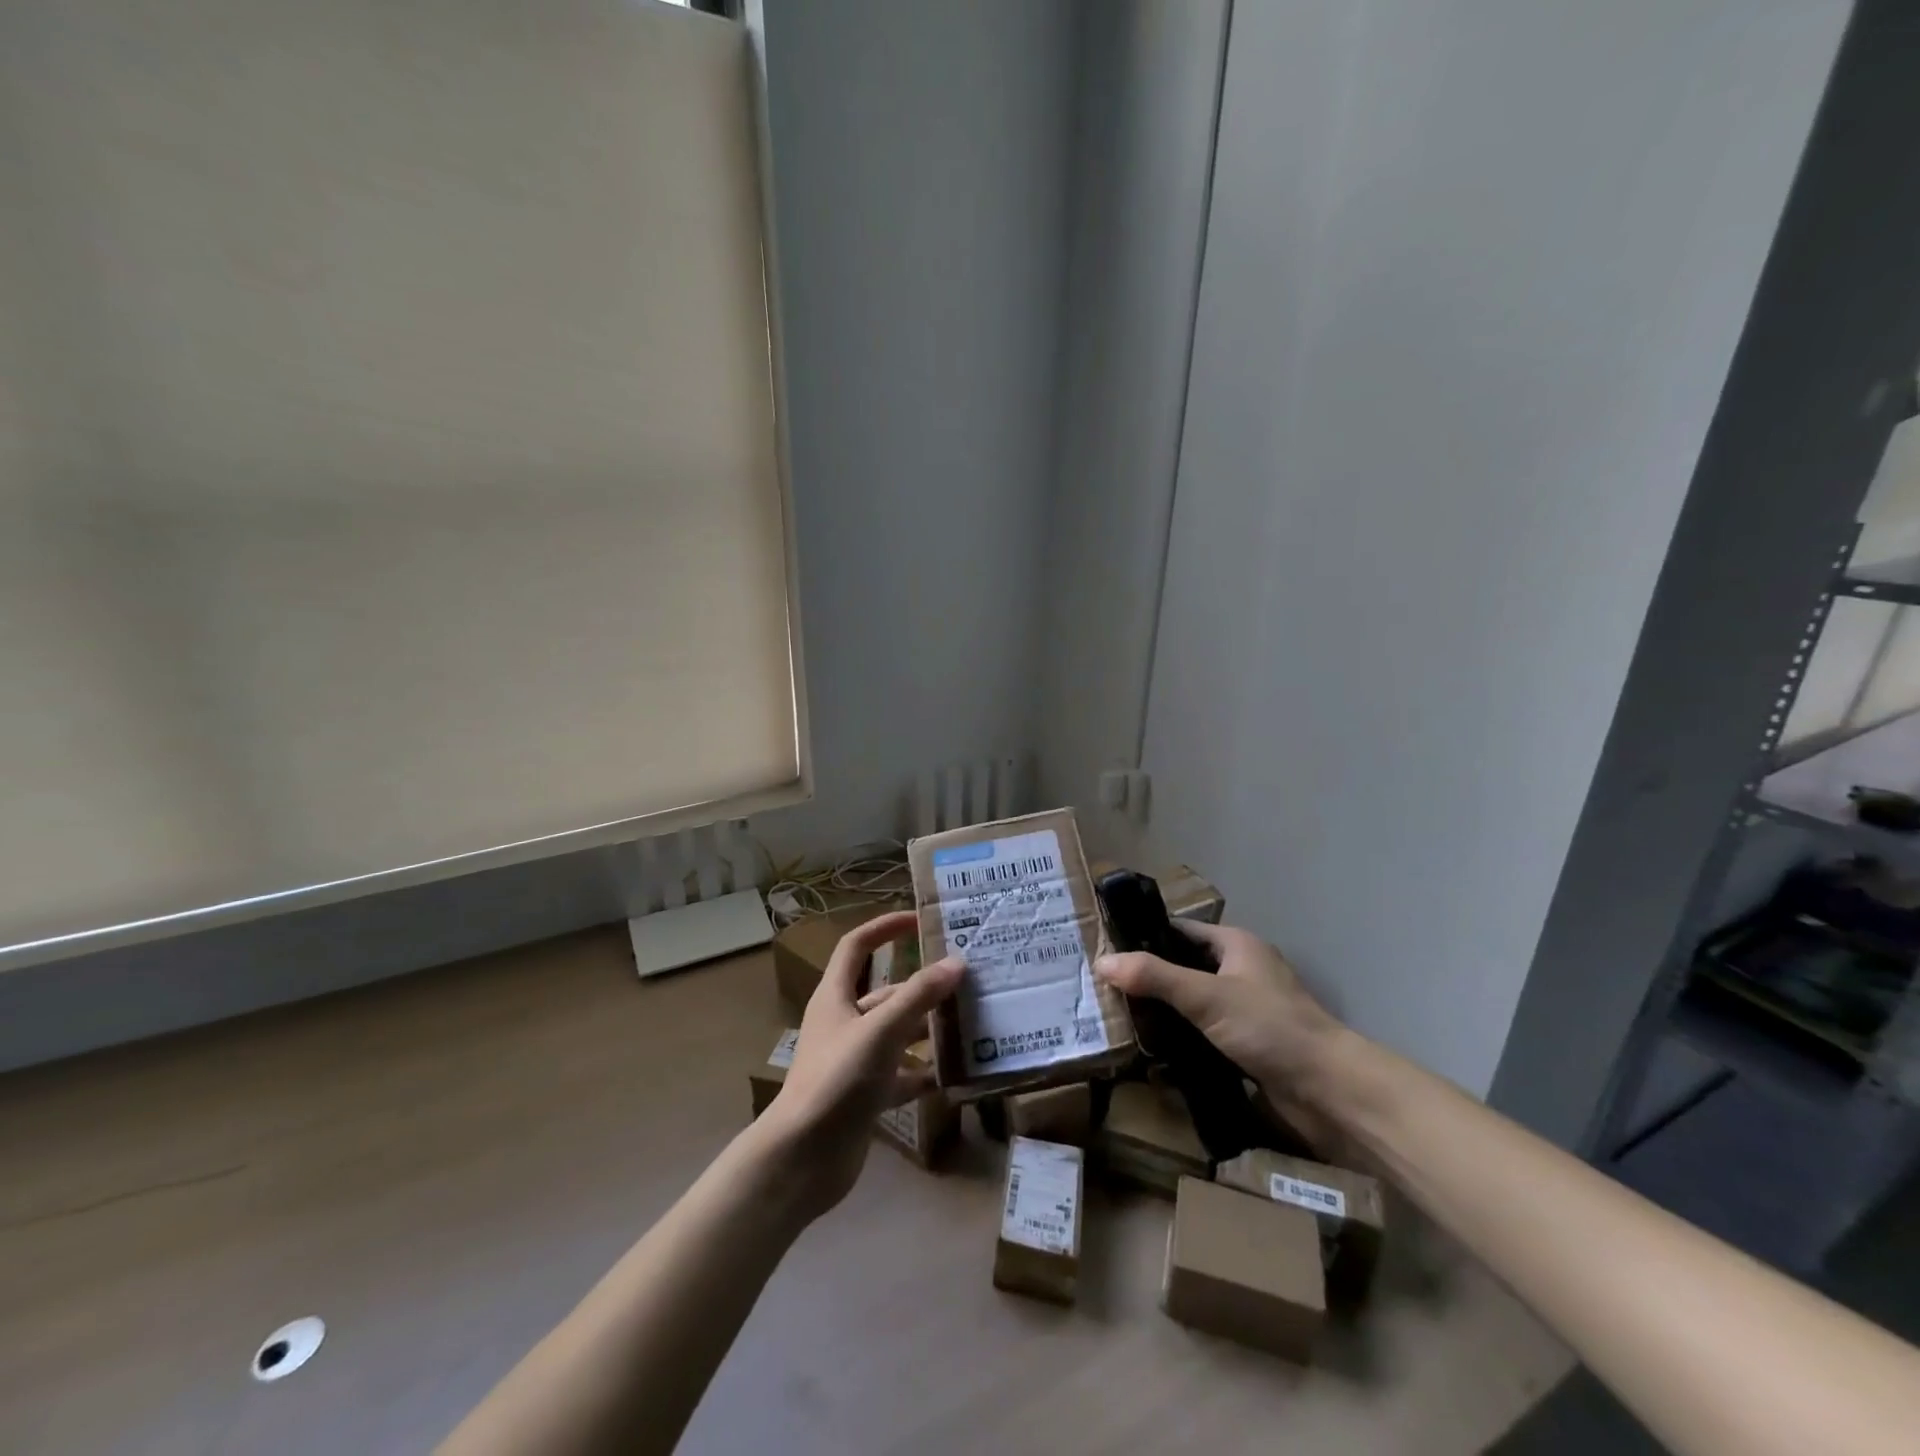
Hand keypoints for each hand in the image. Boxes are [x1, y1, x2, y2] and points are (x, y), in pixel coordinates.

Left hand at [756, 910, 962, 1219]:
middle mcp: (844, 1022)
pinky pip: (901, 1074)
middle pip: (886, 993)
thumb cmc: (836, 1080)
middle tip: (966, 982)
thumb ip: (918, 997)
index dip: (884, 928)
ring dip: (927, 1029)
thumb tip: (957, 962)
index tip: (918, 920)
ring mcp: (854, 1060)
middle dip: (922, 987)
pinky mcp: (864, 1095)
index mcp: (836, 996)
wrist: (802, 1160)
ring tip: (970, 1024)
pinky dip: (924, 1072)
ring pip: (897, 1033)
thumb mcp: (880, 1031)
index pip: (857, 946)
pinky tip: (954, 1073)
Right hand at [1095, 921, 1343, 1125]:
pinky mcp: (1247, 1044)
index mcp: (1235, 945)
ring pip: (1191, 1003)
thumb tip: (1102, 961)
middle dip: (1147, 979)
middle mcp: (1240, 970)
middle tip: (1103, 990)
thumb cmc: (1269, 1028)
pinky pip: (1202, 1033)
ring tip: (1116, 1020)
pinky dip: (1179, 1039)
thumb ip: (1154, 978)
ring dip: (1162, 1013)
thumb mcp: (1206, 997)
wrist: (1330, 1091)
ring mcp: (1245, 1009)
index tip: (1104, 951)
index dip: (1143, 938)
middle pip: (1182, 967)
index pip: (1177, 931)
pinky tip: (1150, 1052)